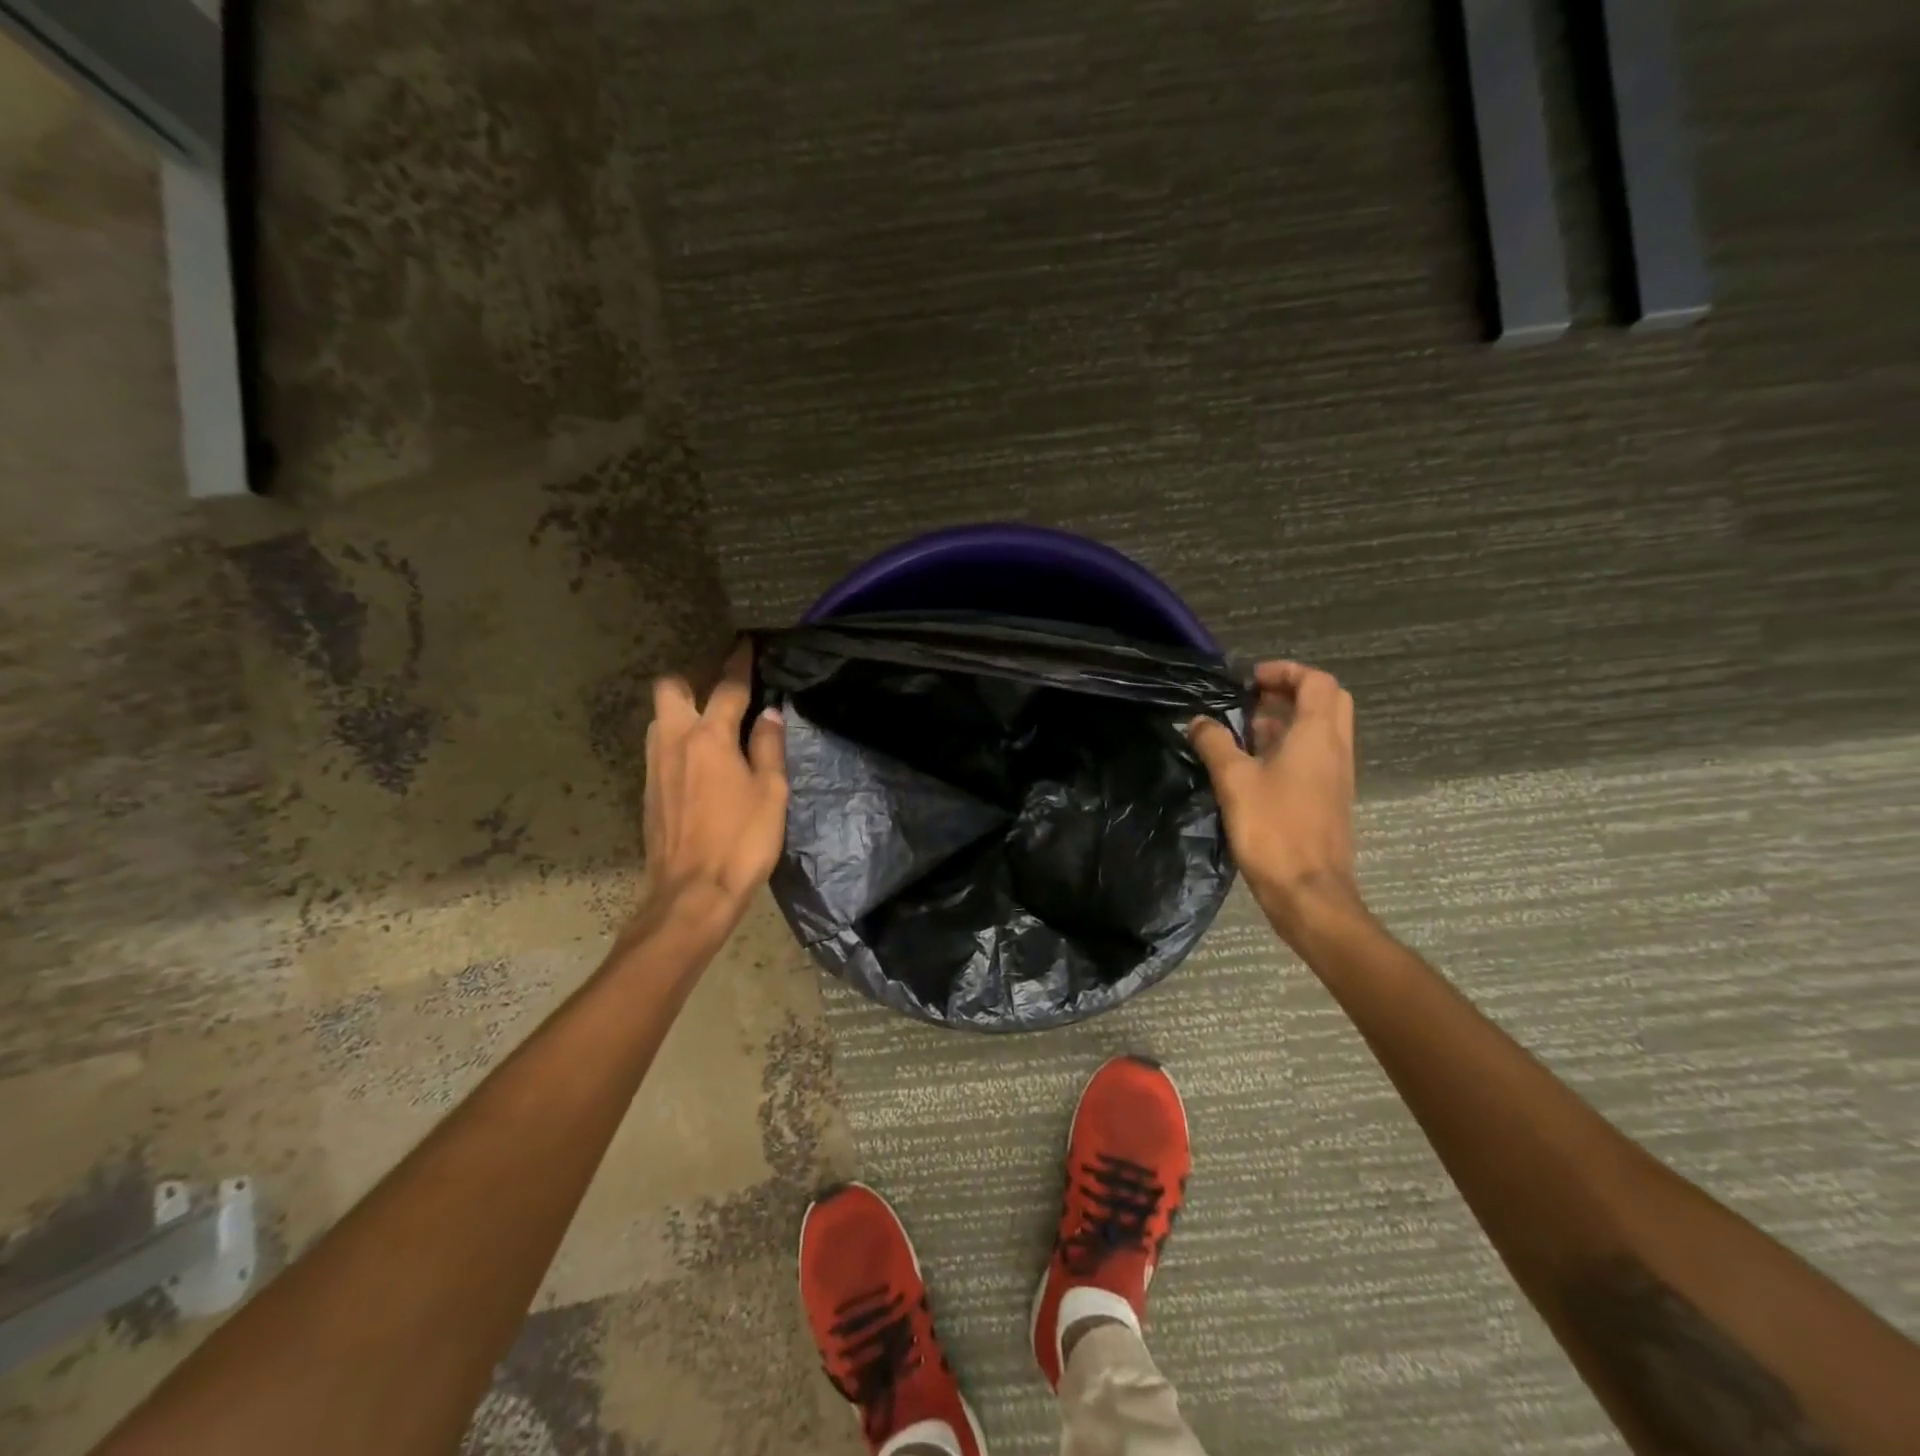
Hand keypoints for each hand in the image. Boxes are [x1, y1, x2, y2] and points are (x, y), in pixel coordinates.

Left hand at [640, 652, 787, 928]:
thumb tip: (769, 715)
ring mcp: (655, 766)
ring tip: (711, 726)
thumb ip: (768, 748)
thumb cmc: (742, 841)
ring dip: (681, 711)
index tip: (745, 645)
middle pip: (670, 689)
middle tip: (720, 692)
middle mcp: (675, 742)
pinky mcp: (648, 790)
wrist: (692, 893)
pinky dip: (676, 740)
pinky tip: (698, 762)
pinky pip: (659, 747)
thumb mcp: (771, 793)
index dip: (739, 664)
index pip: (727, 688)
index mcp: (710, 738)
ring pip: (659, 719)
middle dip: (693, 680)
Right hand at [1189, 660, 1363, 939]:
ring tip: (1245, 728)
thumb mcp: (1234, 781)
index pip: (1316, 681)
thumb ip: (1215, 744)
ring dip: (1288, 719)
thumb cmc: (1273, 830)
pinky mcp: (1329, 798)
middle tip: (1252, 699)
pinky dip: (1290, 745)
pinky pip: (1315, 755)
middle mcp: (1335, 748)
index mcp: (1317, 736)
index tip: (1249, 680)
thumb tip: (1199, 722)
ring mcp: (1336, 775)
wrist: (1308, 891)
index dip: (1284, 671)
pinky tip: (1254, 763)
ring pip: (1321, 729)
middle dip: (1290, 691)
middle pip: (1326, 701)